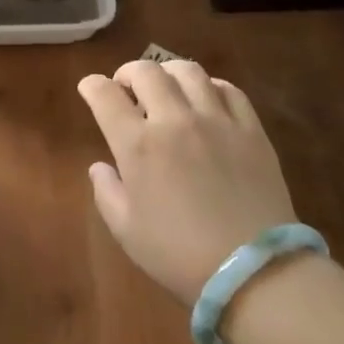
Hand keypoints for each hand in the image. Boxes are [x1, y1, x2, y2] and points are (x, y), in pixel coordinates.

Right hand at [77, 60, 296, 306]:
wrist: (253, 272)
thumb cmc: (179, 256)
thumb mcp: (127, 232)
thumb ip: (107, 192)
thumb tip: (100, 166)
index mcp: (138, 145)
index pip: (105, 95)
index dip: (92, 86)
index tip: (90, 88)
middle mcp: (174, 120)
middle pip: (147, 72)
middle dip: (128, 72)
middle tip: (126, 88)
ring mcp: (216, 120)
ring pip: (188, 71)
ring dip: (168, 72)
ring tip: (165, 86)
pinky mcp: (250, 129)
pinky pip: (228, 89)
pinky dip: (210, 86)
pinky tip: (206, 99)